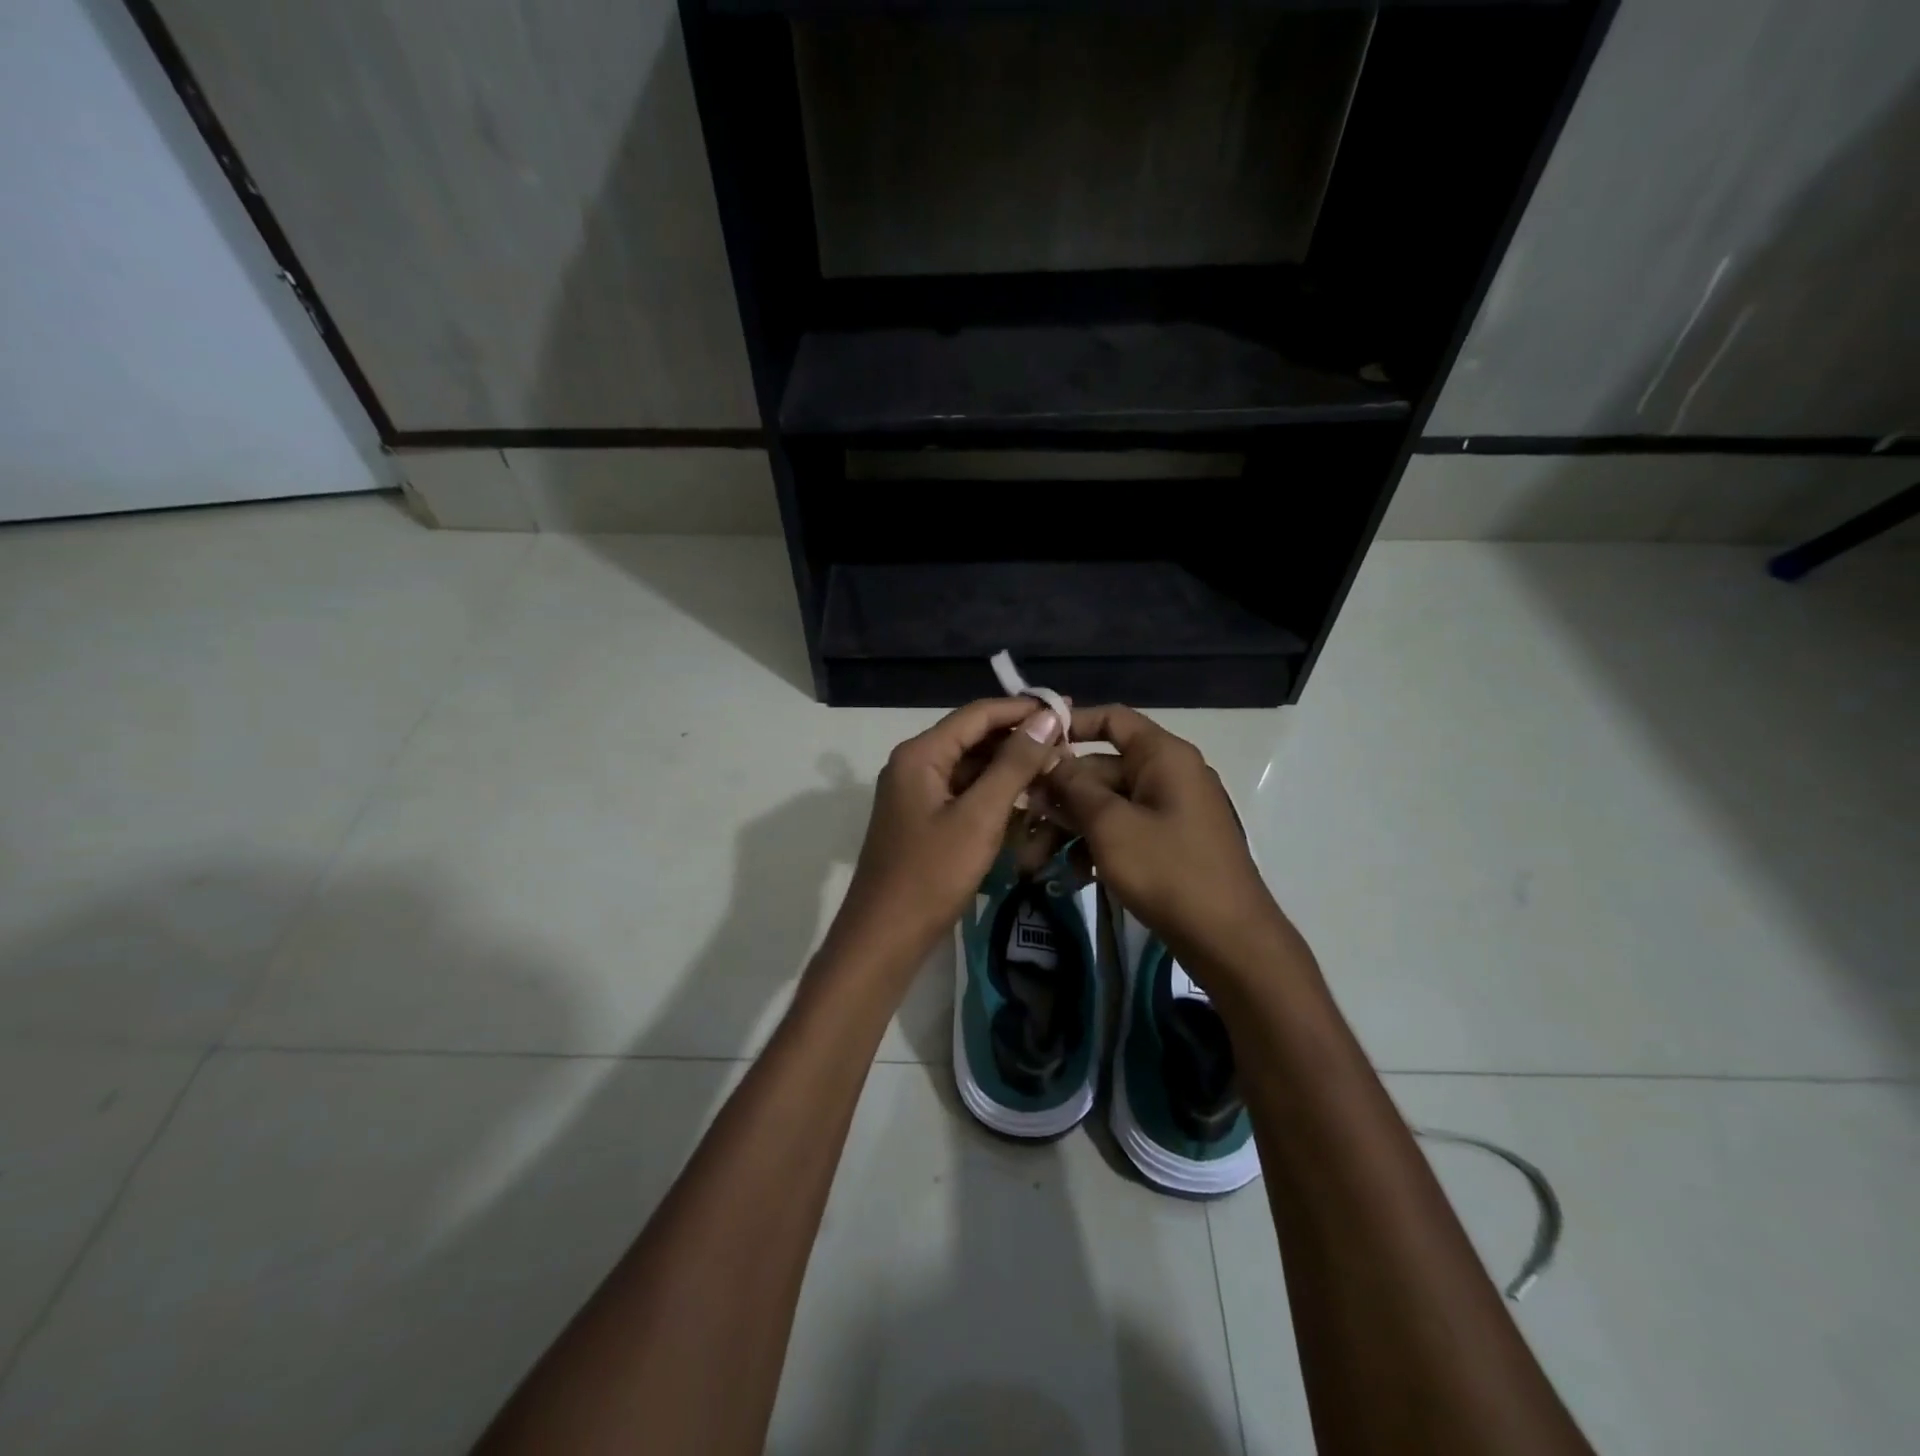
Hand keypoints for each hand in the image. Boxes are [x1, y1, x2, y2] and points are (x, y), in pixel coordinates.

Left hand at [826, 698, 1064, 979]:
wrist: (885, 936)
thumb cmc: (932, 874)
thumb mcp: (979, 817)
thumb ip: (1013, 764)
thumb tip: (1046, 717)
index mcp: (921, 754)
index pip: (978, 714)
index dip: (1024, 709)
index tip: (1067, 712)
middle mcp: (915, 764)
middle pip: (974, 738)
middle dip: (1020, 740)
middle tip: (1068, 747)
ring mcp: (918, 793)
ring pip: (972, 767)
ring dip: (1011, 768)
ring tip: (1056, 773)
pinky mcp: (925, 820)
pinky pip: (965, 793)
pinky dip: (996, 794)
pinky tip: (1029, 803)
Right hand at [1038, 705, 1286, 982]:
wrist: (1229, 940)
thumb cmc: (1168, 870)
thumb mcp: (1110, 825)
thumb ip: (1073, 787)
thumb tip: (1047, 759)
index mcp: (1163, 756)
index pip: (1112, 719)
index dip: (1071, 725)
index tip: (1030, 744)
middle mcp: (1168, 774)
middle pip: (1101, 769)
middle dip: (1058, 797)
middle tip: (1022, 822)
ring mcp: (1170, 811)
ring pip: (1107, 806)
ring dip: (1070, 828)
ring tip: (1035, 861)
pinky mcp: (1168, 844)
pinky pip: (1123, 831)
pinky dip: (1096, 847)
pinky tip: (1072, 876)